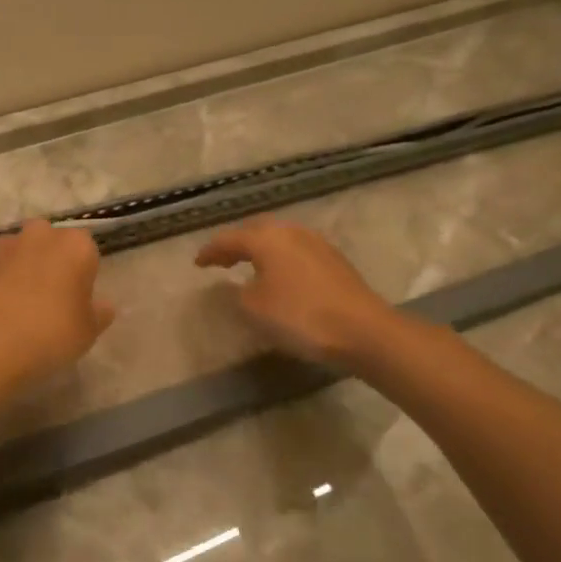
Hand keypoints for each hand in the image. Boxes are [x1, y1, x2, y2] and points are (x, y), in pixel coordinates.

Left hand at [0, 219, 115, 384]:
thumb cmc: (50, 333)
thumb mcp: (88, 332)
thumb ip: (98, 313)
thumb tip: (101, 305)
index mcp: (75, 245)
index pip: (86, 252)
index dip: (82, 276)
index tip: (76, 302)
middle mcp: (38, 234)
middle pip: (49, 245)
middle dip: (49, 265)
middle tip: (48, 302)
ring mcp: (1, 245)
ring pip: (17, 254)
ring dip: (18, 271)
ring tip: (15, 310)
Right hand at [195, 218, 396, 366]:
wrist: (363, 330)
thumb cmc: (300, 316)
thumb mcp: (254, 308)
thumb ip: (239, 292)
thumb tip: (241, 284)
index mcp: (267, 238)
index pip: (229, 239)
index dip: (210, 251)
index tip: (197, 263)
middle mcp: (291, 232)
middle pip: (256, 231)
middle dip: (237, 244)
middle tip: (222, 259)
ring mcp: (317, 244)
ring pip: (279, 239)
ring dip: (261, 250)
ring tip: (249, 265)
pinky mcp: (334, 261)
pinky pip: (296, 251)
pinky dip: (280, 259)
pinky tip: (279, 274)